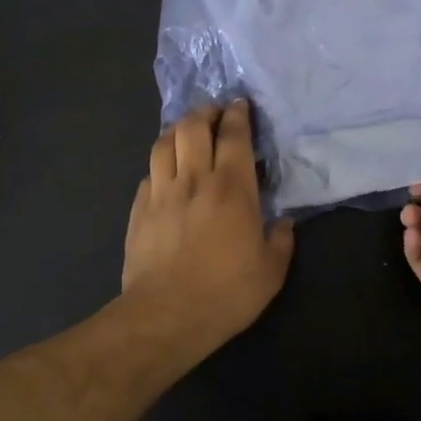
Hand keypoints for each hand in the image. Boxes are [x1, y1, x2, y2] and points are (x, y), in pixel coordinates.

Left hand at [122, 102, 294, 353]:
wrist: (167, 315)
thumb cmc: (227, 292)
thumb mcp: (271, 270)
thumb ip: (280, 239)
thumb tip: (282, 222)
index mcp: (232, 188)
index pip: (233, 136)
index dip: (238, 115)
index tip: (241, 105)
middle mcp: (194, 180)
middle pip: (193, 127)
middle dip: (205, 112)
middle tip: (216, 113)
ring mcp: (161, 193)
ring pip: (164, 143)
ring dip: (178, 131)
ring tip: (188, 133)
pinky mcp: (138, 210)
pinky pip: (149, 173)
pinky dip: (161, 164)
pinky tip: (166, 173)